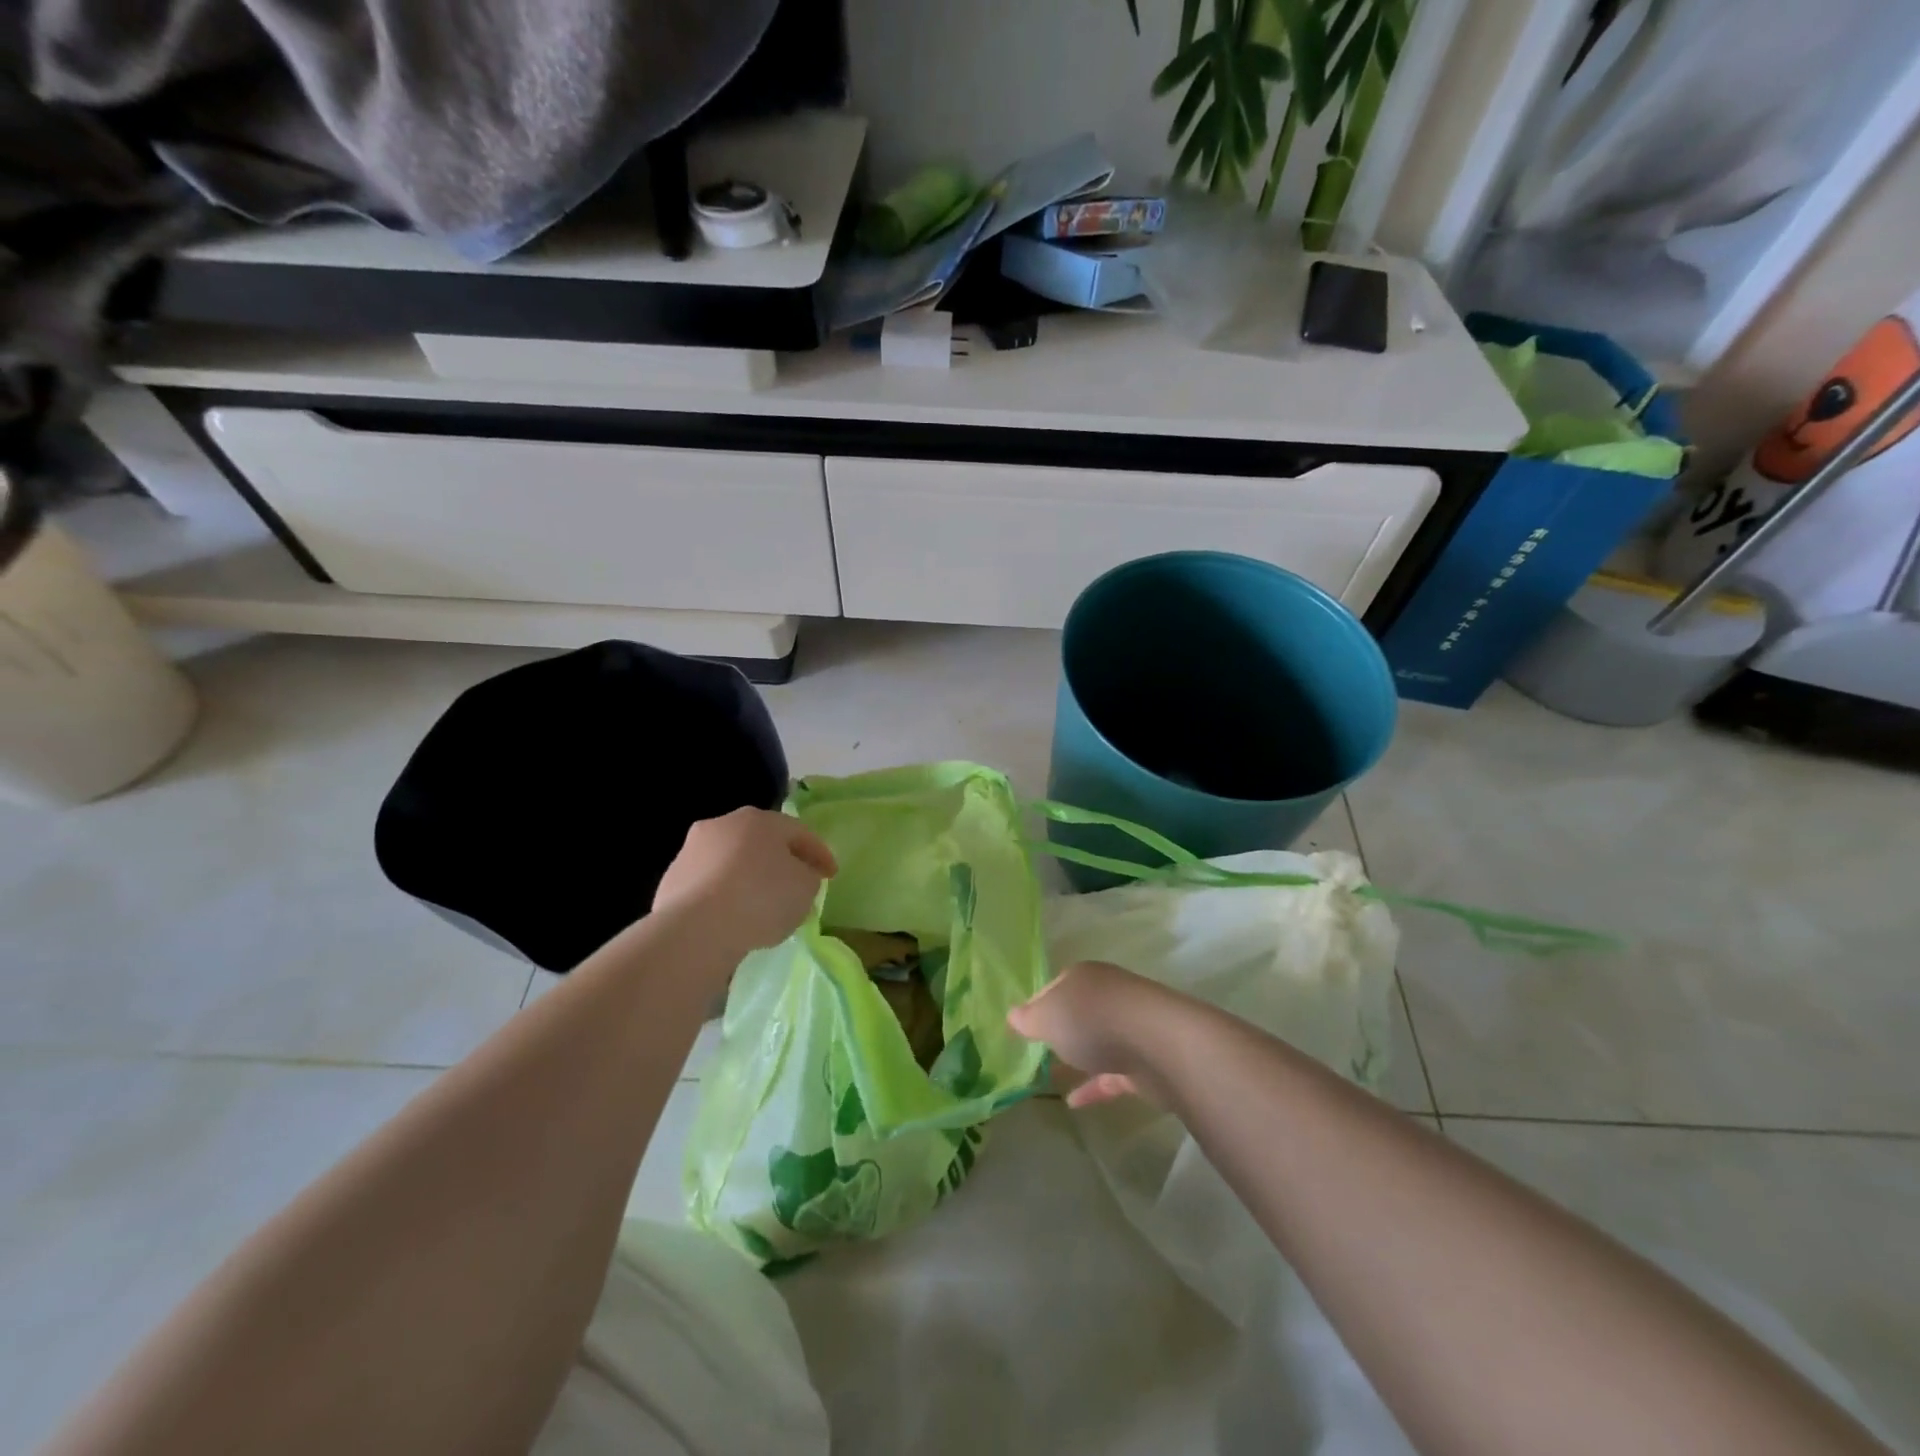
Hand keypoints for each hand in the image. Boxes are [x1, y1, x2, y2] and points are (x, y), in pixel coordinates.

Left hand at [653, 808, 836, 954]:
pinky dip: (724, 896)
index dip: (819, 854)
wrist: (696, 929)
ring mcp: (692, 850)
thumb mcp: (805, 888)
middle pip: (761, 841)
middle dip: (779, 861)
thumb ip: (807, 876)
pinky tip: (732, 918)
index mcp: (760, 819)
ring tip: (761, 906)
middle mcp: (723, 824)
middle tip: (795, 885)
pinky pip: (709, 885)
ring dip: (748, 877)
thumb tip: (796, 875)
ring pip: (731, 861)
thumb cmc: (761, 899)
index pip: (799, 832)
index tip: (831, 875)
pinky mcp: (671, 879)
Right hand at [1007, 960, 1172, 1107]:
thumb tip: (1013, 1016)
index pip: (1051, 988)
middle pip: (1076, 1012)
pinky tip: (1074, 1103)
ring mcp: (1129, 1027)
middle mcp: (1106, 995)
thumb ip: (1028, 1018)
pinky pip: (1112, 1072)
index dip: (1034, 1007)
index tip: (1020, 1031)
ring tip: (1050, 1079)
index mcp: (1082, 977)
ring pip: (1096, 1041)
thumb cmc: (1094, 1021)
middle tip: (1034, 1053)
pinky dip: (1094, 1085)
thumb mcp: (1048, 1017)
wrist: (1159, 1045)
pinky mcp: (1144, 1059)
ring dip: (1077, 1058)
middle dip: (1058, 1031)